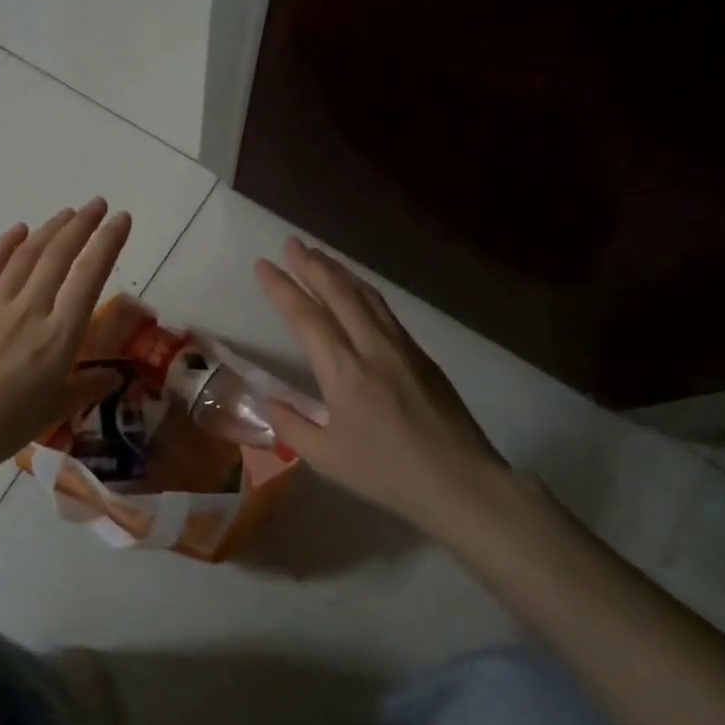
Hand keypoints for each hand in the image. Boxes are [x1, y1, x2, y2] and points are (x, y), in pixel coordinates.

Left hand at [0, 199, 131, 476]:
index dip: (108, 243)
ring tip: (67, 213)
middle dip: (83, 224)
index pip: (90, 277)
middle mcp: (31, 311)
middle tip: (98, 204)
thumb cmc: (6, 427)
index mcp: (59, 337)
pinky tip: (19, 230)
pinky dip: (5, 245)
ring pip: (27, 255)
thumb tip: (115, 376)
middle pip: (60, 256)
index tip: (122, 219)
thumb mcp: (56, 410)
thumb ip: (87, 387)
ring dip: (50, 229)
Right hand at [254, 237, 507, 534]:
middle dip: (312, 264)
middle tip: (291, 243)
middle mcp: (373, 348)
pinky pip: (385, 311)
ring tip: (319, 255)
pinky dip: (363, 292)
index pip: (306, 317)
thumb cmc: (387, 473)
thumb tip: (270, 402)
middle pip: (339, 292)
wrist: (461, 481)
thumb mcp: (327, 458)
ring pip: (367, 296)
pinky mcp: (422, 356)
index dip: (282, 288)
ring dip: (339, 271)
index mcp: (344, 372)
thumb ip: (292, 426)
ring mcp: (402, 348)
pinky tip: (357, 292)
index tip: (264, 265)